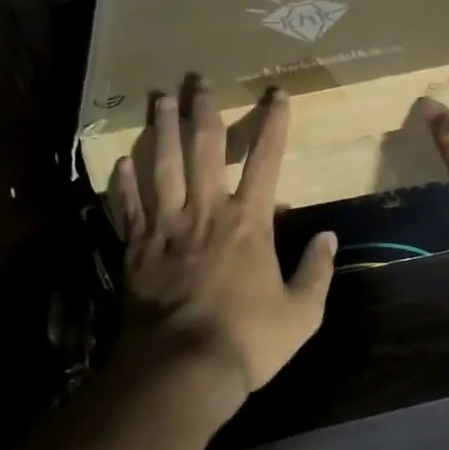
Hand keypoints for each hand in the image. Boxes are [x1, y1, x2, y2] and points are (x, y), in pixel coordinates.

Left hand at [109, 77, 336, 412]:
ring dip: (161, 130)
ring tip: (159, 99)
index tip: (277, 92)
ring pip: (163, 166)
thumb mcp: (301, 315)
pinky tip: (120, 162)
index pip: (267, 160)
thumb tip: (328, 237)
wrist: (181, 369)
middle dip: (204, 111)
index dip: (274, 123)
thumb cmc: (246, 341)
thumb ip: (317, 272)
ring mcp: (167, 226)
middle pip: (205, 149)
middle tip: (198, 80)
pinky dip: (123, 184)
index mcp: (248, 222)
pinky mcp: (136, 248)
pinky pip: (128, 207)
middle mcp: (206, 212)